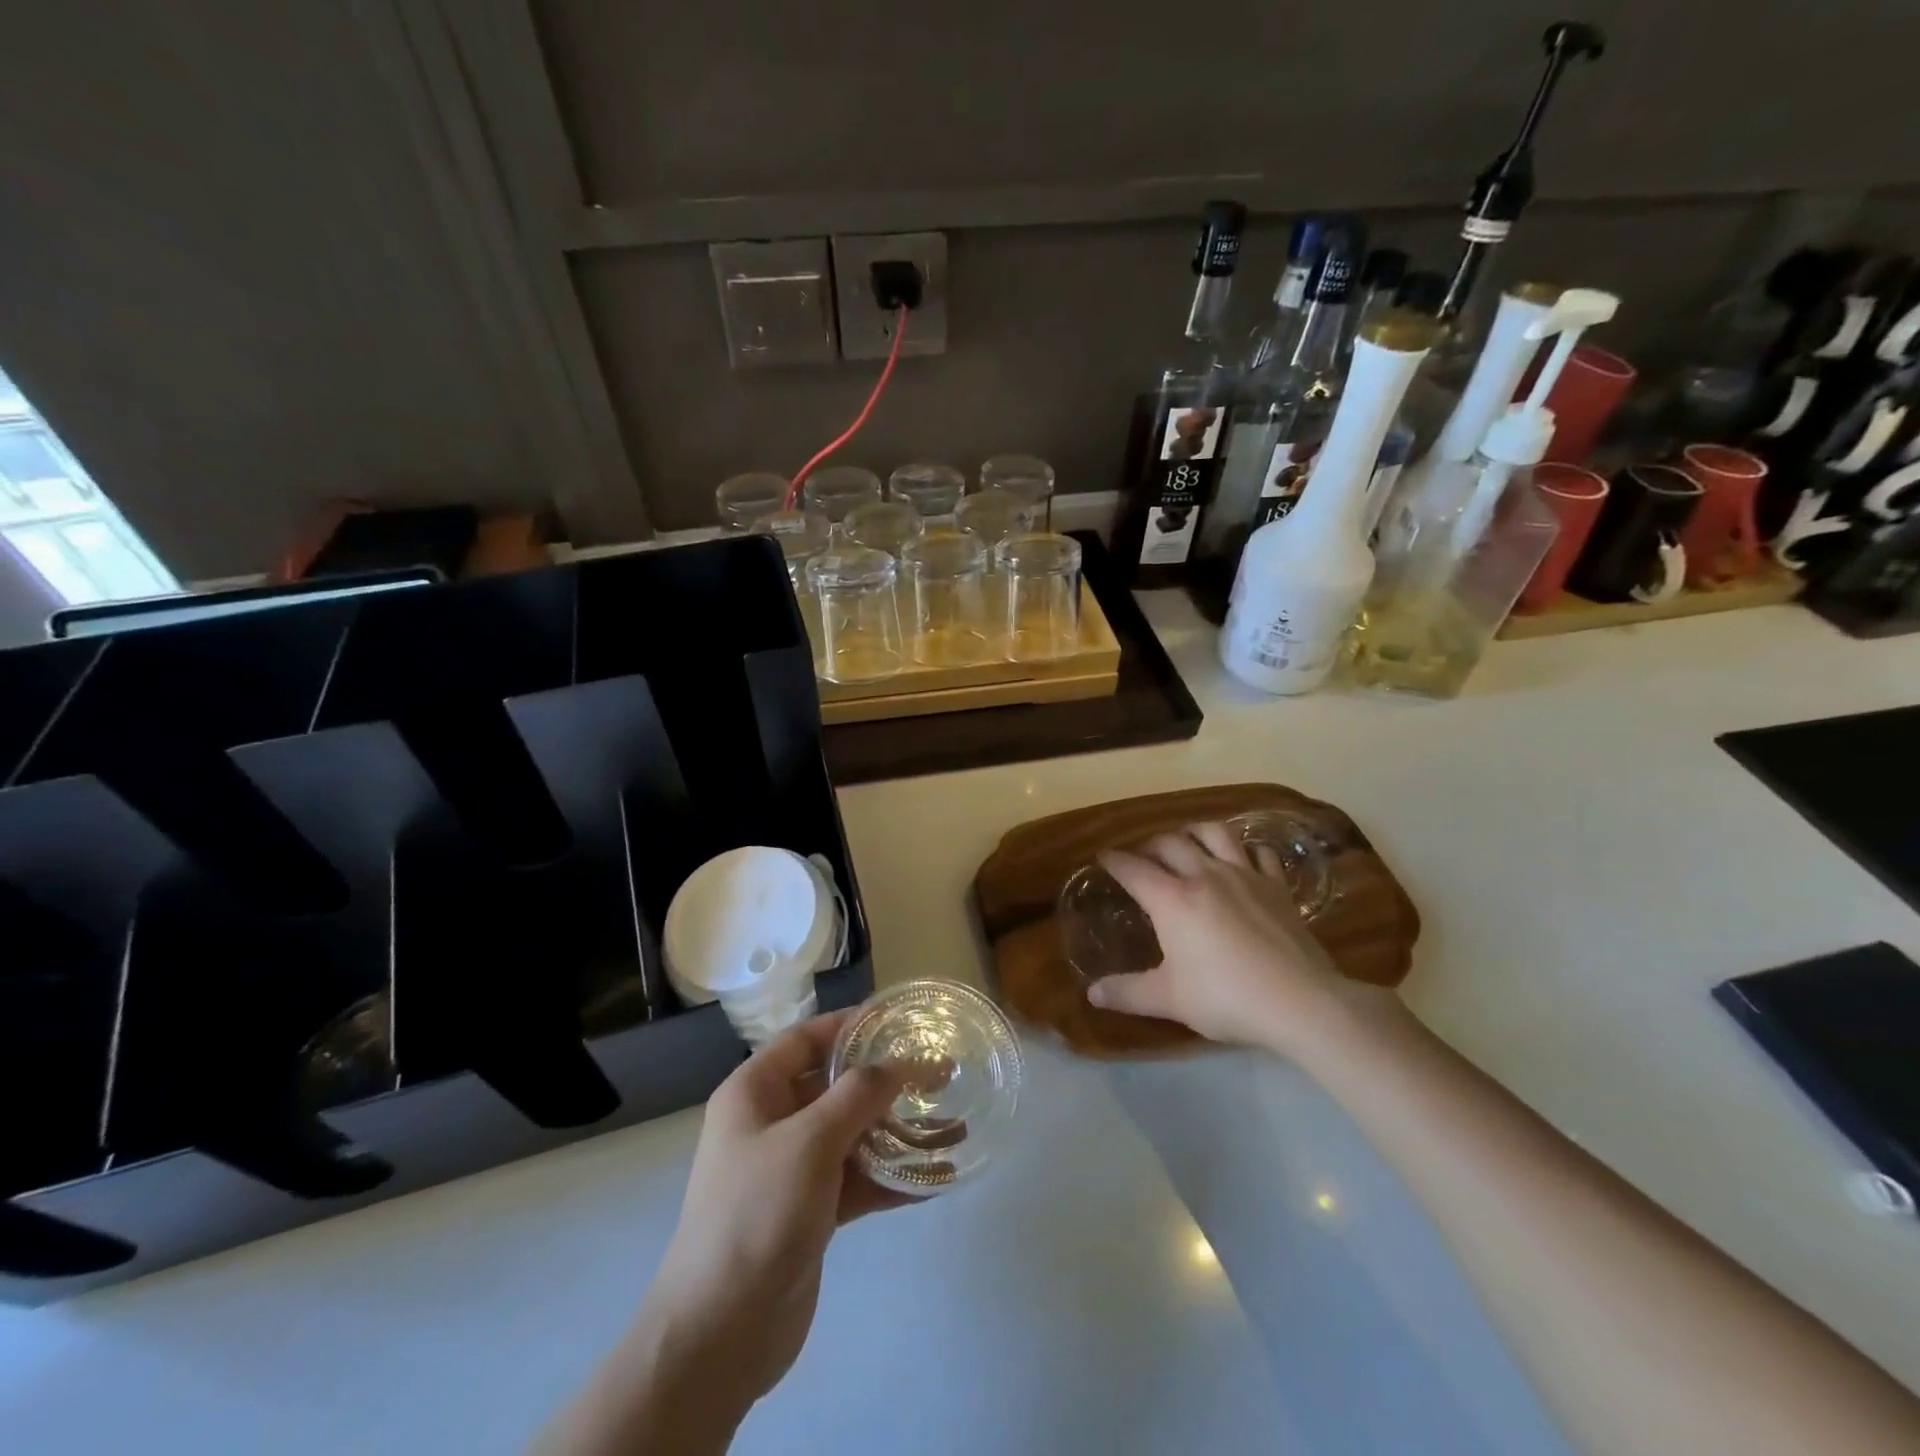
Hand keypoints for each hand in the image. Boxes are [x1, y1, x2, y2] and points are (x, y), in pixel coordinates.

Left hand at [638, 1012, 915, 1421]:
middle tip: (939, 1073)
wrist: (719, 1334)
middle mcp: (771, 1122)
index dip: (849, 1025)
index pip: (805, 1039)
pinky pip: (857, 1180)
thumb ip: (858, 1094)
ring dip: (897, 1130)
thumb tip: (900, 1062)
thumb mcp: (809, 1141)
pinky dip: (891, 1177)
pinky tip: (936, 1178)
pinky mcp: (810, 1210)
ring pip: (852, 1134)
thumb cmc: (756, 1214)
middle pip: (834, 1085)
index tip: (899, 1022)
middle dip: (885, 1080)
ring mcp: (791, 1169)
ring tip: (951, 1123)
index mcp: (754, 1092)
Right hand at [1086, 821, 1396, 1054]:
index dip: (1113, 860)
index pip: (1132, 868)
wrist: (1299, 1001)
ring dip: (1194, 832)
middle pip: (1170, 843)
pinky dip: (1245, 849)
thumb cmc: (1225, 997)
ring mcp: (1244, 875)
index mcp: (1171, 899)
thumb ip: (1127, 993)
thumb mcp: (1168, 999)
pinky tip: (1242, 858)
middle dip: (1149, 844)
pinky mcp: (1276, 886)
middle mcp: (1204, 875)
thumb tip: (1093, 994)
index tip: (1102, 857)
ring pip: (1214, 833)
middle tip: (1142, 856)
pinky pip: (1258, 852)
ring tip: (1187, 841)